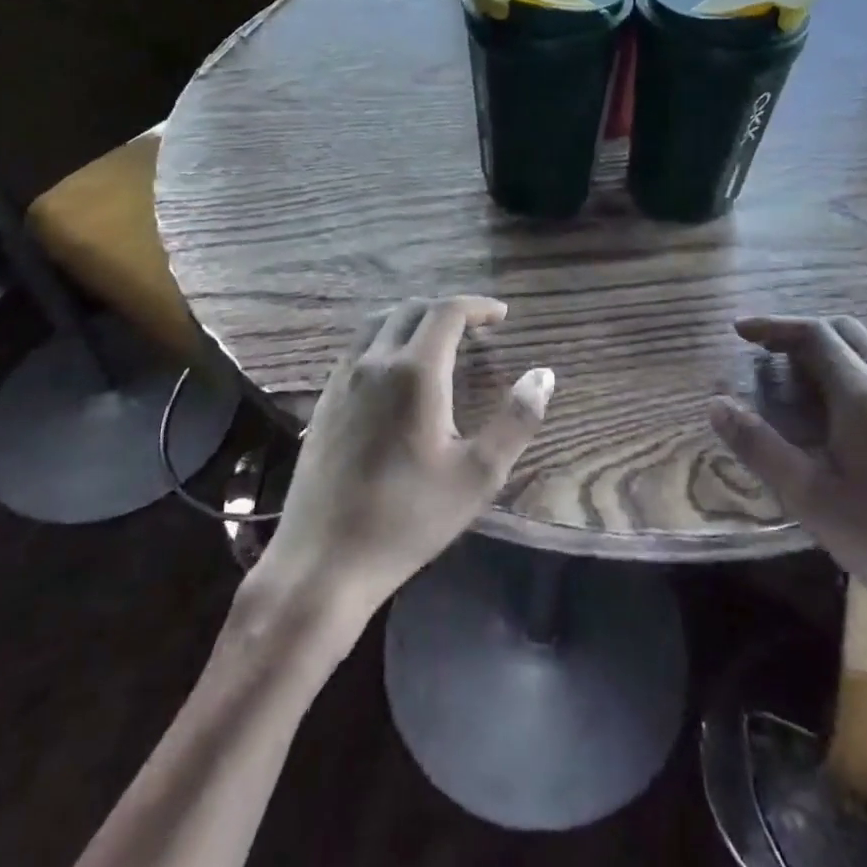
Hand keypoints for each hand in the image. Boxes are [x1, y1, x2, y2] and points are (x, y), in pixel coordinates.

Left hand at [248, 296, 554, 622]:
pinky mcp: (323, 402)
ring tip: (438, 342)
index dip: (478, 306)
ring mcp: (342, 380)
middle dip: (447, 310)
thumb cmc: (409, 518)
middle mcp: (374, 363)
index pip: (447, 312)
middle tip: (476, 329)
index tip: (502, 316)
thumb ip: (516, 420)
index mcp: (415, 372)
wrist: (324, 559)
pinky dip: (384, 341)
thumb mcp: (478, 475)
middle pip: (410, 310)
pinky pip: (357, 350)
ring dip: (412, 320)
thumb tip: (544, 375)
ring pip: (377, 324)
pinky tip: (395, 374)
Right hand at [707, 315, 866, 644]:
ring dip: (836, 344)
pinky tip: (846, 406)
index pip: (815, 335)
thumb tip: (716, 404)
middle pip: (848, 331)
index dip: (774, 326)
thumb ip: (759, 445)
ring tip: (804, 372)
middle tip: (767, 353)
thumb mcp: (808, 496)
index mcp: (863, 395)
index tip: (740, 330)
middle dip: (803, 332)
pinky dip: (860, 364)